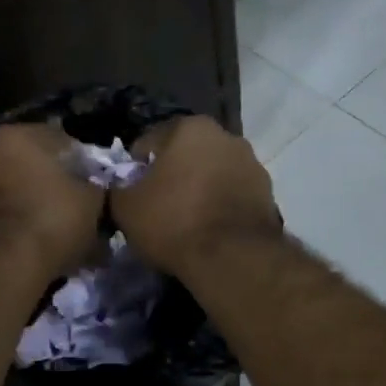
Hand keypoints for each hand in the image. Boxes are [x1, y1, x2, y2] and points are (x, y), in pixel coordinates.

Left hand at [0, 123, 105, 281]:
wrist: (1, 266)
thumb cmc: (52, 221)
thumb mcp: (92, 202)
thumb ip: (96, 188)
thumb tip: (95, 190)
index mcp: (19, 135)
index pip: (62, 141)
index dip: (83, 166)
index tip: (94, 189)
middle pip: (31, 164)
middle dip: (50, 184)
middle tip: (72, 209)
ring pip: (11, 190)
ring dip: (28, 204)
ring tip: (50, 231)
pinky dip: (10, 224)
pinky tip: (28, 244)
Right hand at [111, 115, 282, 276]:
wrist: (232, 258)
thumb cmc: (174, 222)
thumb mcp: (125, 208)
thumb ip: (116, 189)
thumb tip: (119, 189)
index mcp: (190, 127)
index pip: (148, 143)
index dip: (135, 170)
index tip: (131, 195)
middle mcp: (226, 136)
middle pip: (186, 155)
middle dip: (172, 176)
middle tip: (157, 208)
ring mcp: (252, 164)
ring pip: (212, 174)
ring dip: (199, 190)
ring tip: (186, 223)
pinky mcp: (268, 194)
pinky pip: (232, 196)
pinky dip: (220, 207)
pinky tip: (210, 231)